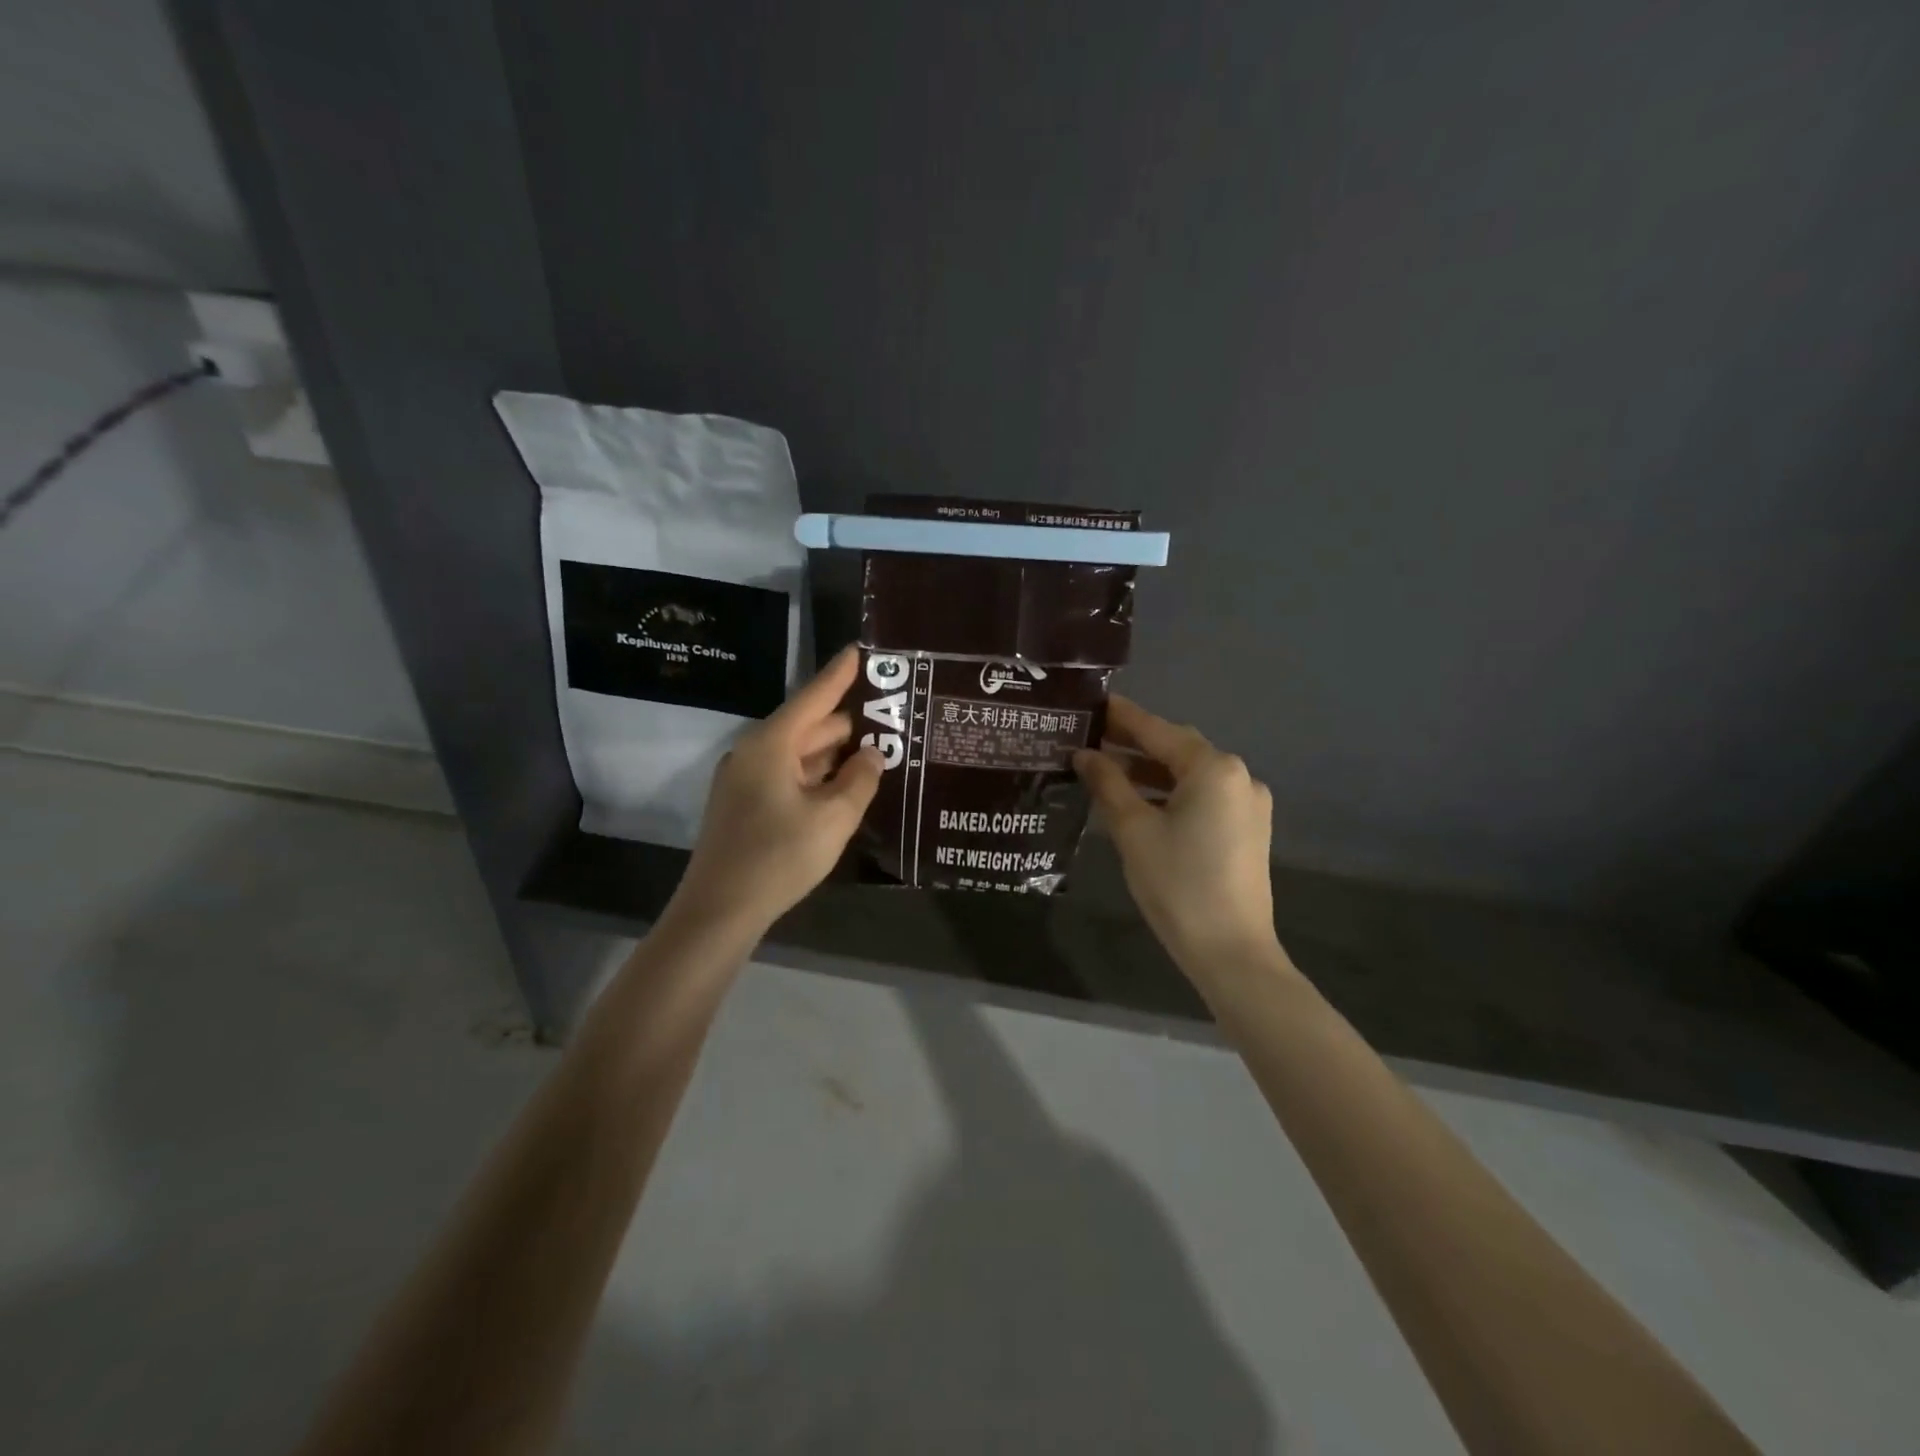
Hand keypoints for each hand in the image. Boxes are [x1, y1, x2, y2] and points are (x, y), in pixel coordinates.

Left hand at [668, 646, 882, 936]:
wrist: (719, 910)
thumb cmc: (778, 856)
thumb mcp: (833, 817)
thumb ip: (860, 780)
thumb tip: (873, 756)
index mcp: (771, 744)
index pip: (814, 697)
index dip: (841, 674)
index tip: (862, 649)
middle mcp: (754, 752)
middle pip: (808, 726)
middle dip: (849, 722)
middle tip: (892, 717)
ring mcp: (745, 780)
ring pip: (799, 754)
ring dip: (835, 753)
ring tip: (879, 750)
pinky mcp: (744, 805)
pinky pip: (788, 776)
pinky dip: (817, 775)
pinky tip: (845, 785)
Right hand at [1074, 696, 1286, 980]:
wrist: (1231, 952)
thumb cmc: (1178, 884)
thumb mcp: (1134, 830)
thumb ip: (1108, 784)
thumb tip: (1085, 754)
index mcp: (1214, 769)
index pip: (1158, 732)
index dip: (1123, 717)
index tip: (1094, 703)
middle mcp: (1239, 777)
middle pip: (1178, 750)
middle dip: (1135, 744)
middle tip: (1092, 738)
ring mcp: (1248, 805)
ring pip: (1191, 775)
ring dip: (1151, 771)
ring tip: (1107, 771)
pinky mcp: (1248, 830)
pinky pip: (1203, 798)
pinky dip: (1171, 793)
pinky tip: (1140, 801)